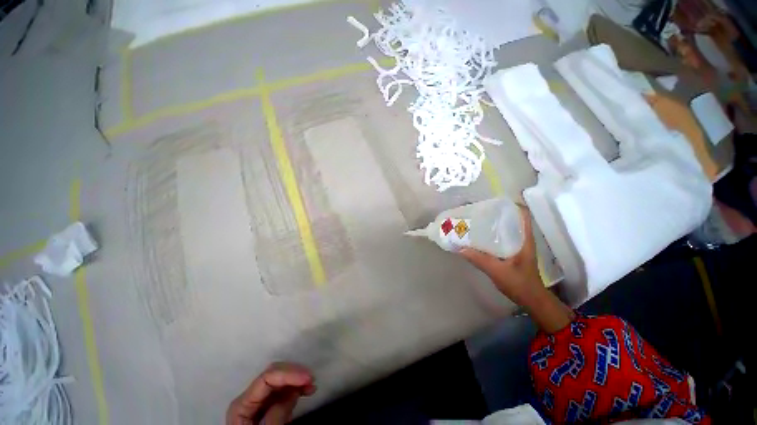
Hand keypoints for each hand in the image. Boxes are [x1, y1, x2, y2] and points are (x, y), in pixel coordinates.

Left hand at [226, 362, 315, 424]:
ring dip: (298, 379)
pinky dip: (296, 388)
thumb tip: (294, 392)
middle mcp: (250, 397)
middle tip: (312, 379)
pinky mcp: (268, 406)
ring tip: (312, 385)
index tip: (308, 378)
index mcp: (243, 403)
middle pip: (274, 375)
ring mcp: (259, 401)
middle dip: (294, 373)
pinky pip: (284, 391)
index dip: (289, 373)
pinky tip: (307, 390)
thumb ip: (277, 413)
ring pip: (281, 380)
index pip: (267, 378)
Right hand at [461, 207, 574, 332]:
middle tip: (477, 211)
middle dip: (495, 213)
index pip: (522, 214)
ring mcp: (517, 245)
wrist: (531, 300)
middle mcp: (522, 238)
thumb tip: (459, 247)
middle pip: (511, 219)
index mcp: (524, 239)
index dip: (511, 205)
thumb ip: (479, 259)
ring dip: (492, 223)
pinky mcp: (511, 252)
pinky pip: (500, 238)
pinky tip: (479, 236)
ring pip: (505, 228)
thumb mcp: (498, 271)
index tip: (493, 202)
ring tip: (475, 221)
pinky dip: (490, 234)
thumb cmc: (520, 284)